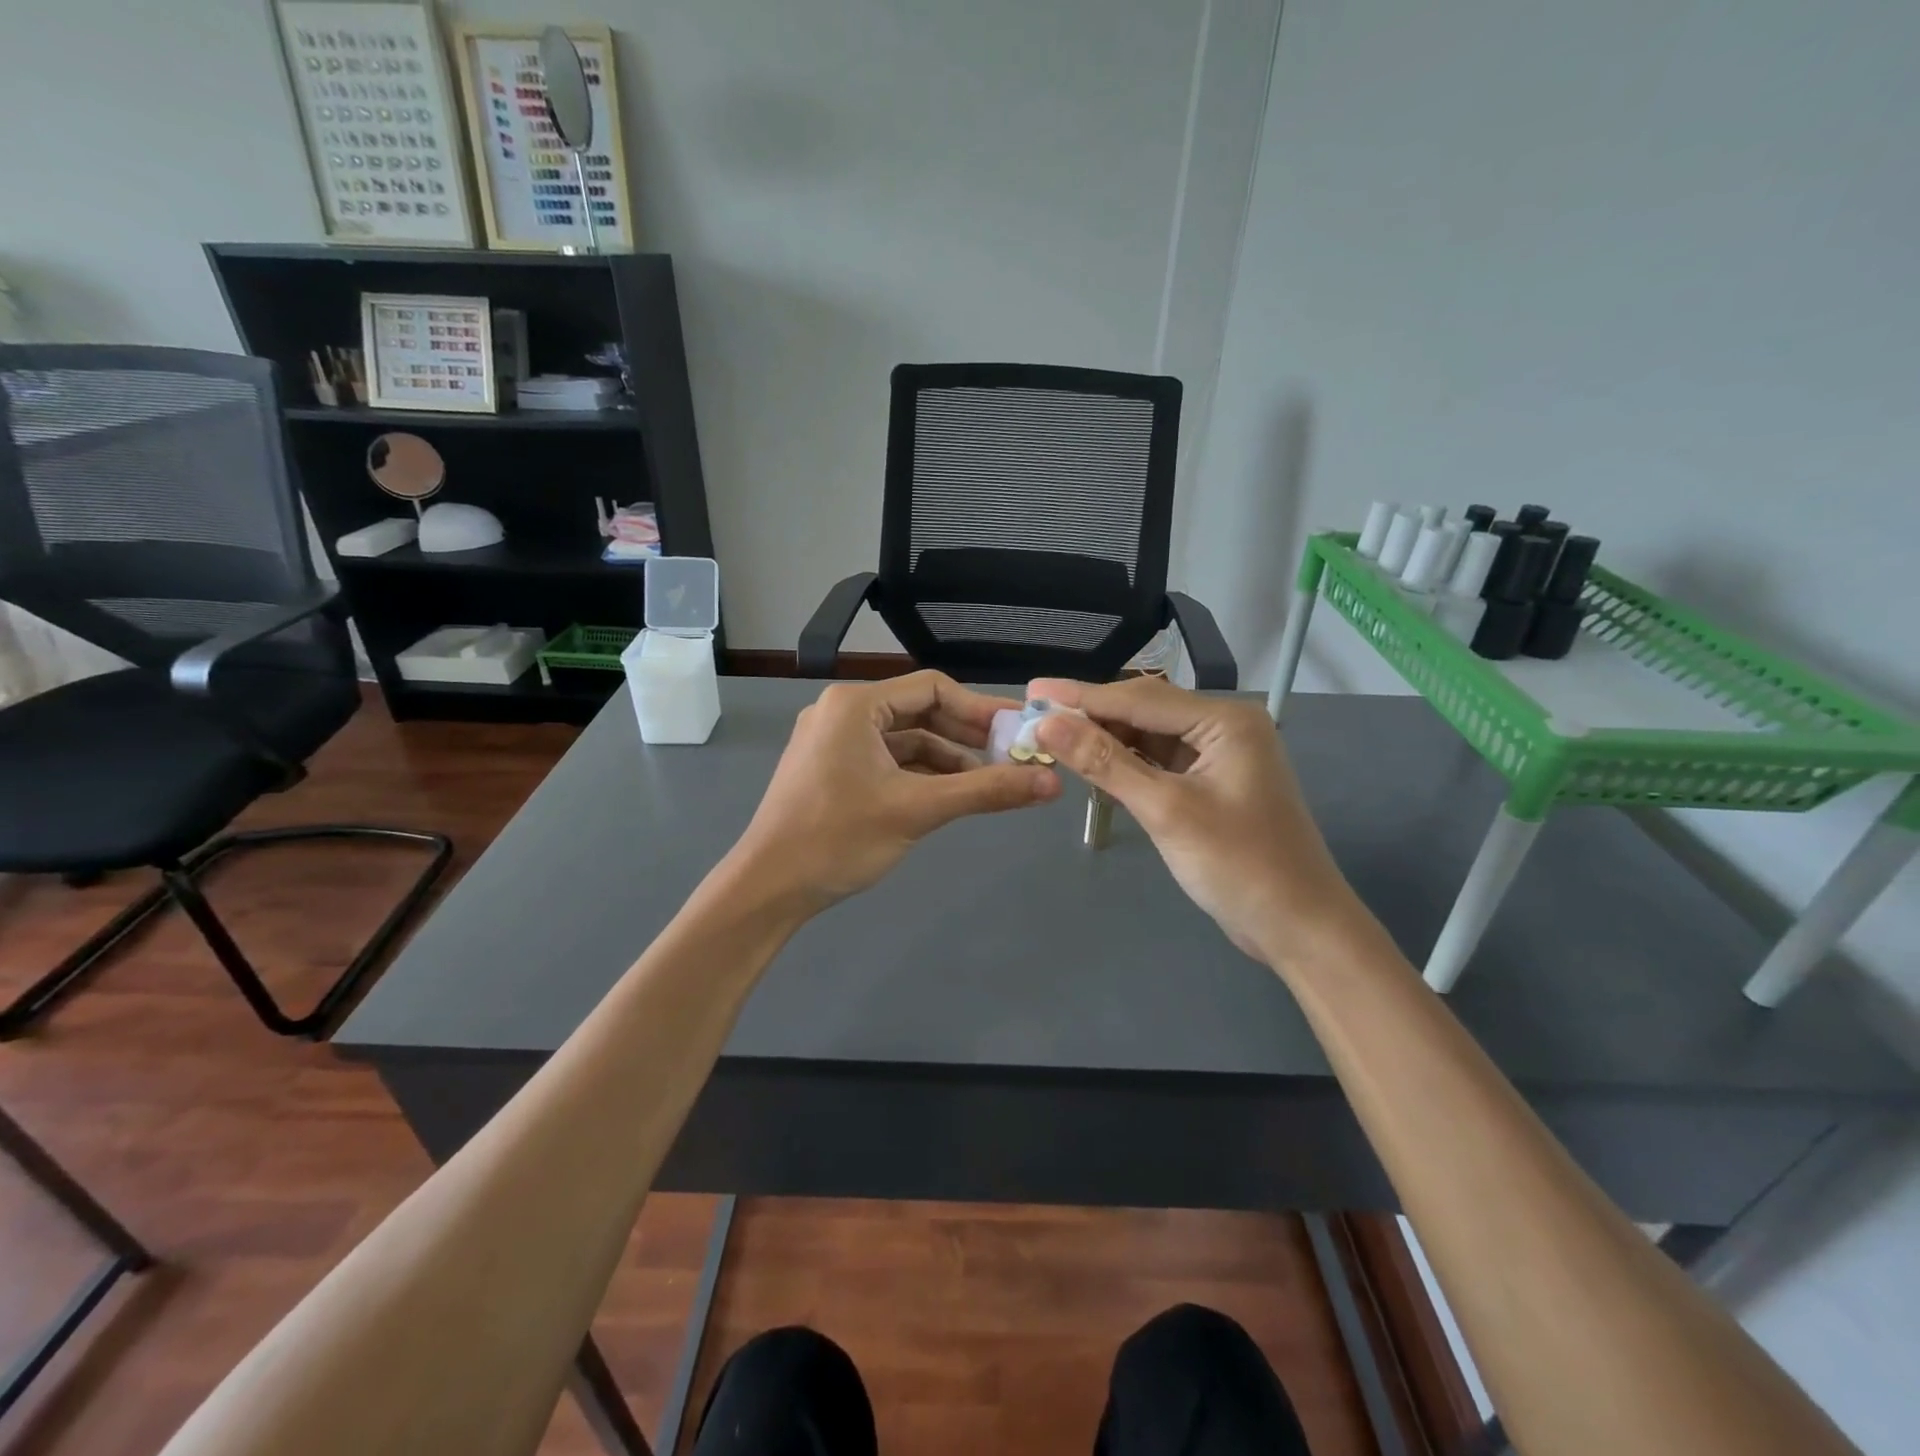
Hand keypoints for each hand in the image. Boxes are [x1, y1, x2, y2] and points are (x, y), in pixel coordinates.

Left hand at [732, 672, 1060, 912]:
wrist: (767, 889)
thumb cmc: (837, 839)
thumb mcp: (917, 810)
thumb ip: (986, 792)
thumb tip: (1051, 783)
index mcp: (855, 705)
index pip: (932, 689)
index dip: (981, 709)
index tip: (1020, 732)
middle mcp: (842, 713)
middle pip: (920, 712)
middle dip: (967, 737)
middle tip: (1015, 757)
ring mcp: (834, 743)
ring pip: (906, 741)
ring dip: (948, 760)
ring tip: (992, 783)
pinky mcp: (832, 771)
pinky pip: (888, 762)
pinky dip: (921, 776)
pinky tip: (952, 795)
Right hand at [1030, 677, 1363, 962]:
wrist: (1299, 927)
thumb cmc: (1238, 865)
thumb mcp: (1166, 810)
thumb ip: (1105, 762)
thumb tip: (1047, 724)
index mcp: (1225, 720)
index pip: (1139, 699)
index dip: (1080, 697)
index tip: (1030, 691)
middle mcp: (1224, 727)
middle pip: (1143, 711)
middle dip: (1089, 714)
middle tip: (1033, 712)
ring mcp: (1218, 756)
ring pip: (1148, 736)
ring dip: (1104, 738)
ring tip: (1051, 735)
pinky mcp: (1210, 784)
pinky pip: (1158, 762)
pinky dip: (1124, 763)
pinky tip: (1091, 762)